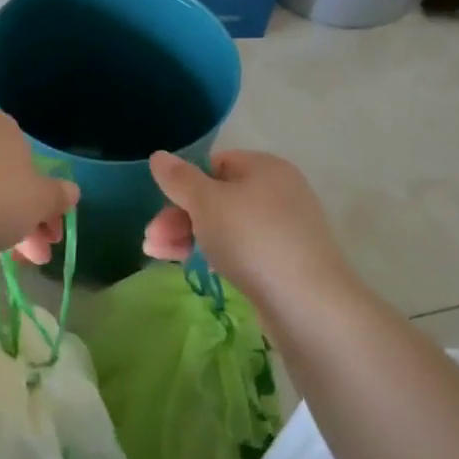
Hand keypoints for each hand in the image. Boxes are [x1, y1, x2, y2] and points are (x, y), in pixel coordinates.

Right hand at [143, 149, 350, 306]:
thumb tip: (158, 155)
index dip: (185, 183)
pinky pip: (240, 249)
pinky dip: (213, 253)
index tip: (162, 206)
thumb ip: (179, 179)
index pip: (215, 164)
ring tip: (156, 255)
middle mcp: (277, 192)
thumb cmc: (252, 238)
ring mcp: (283, 228)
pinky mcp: (283, 260)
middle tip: (151, 239)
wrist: (307, 302)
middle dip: (178, 216)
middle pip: (216, 196)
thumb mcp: (206, 203)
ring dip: (188, 236)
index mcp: (264, 167)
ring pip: (225, 225)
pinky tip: (194, 267)